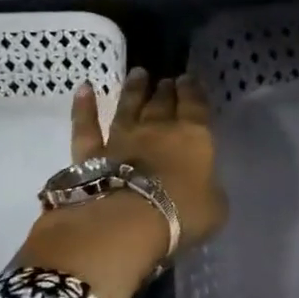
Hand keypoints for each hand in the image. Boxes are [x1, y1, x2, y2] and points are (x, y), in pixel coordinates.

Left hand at [17, 70, 227, 297]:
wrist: (126, 223)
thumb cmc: (181, 213)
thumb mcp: (215, 207)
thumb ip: (211, 191)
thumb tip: (206, 188)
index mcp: (193, 137)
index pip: (196, 106)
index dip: (194, 91)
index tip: (190, 79)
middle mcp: (158, 130)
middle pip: (162, 103)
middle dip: (166, 90)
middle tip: (166, 79)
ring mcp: (121, 139)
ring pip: (128, 107)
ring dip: (133, 90)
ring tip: (137, 74)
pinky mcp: (90, 154)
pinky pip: (86, 127)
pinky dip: (83, 108)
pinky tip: (84, 89)